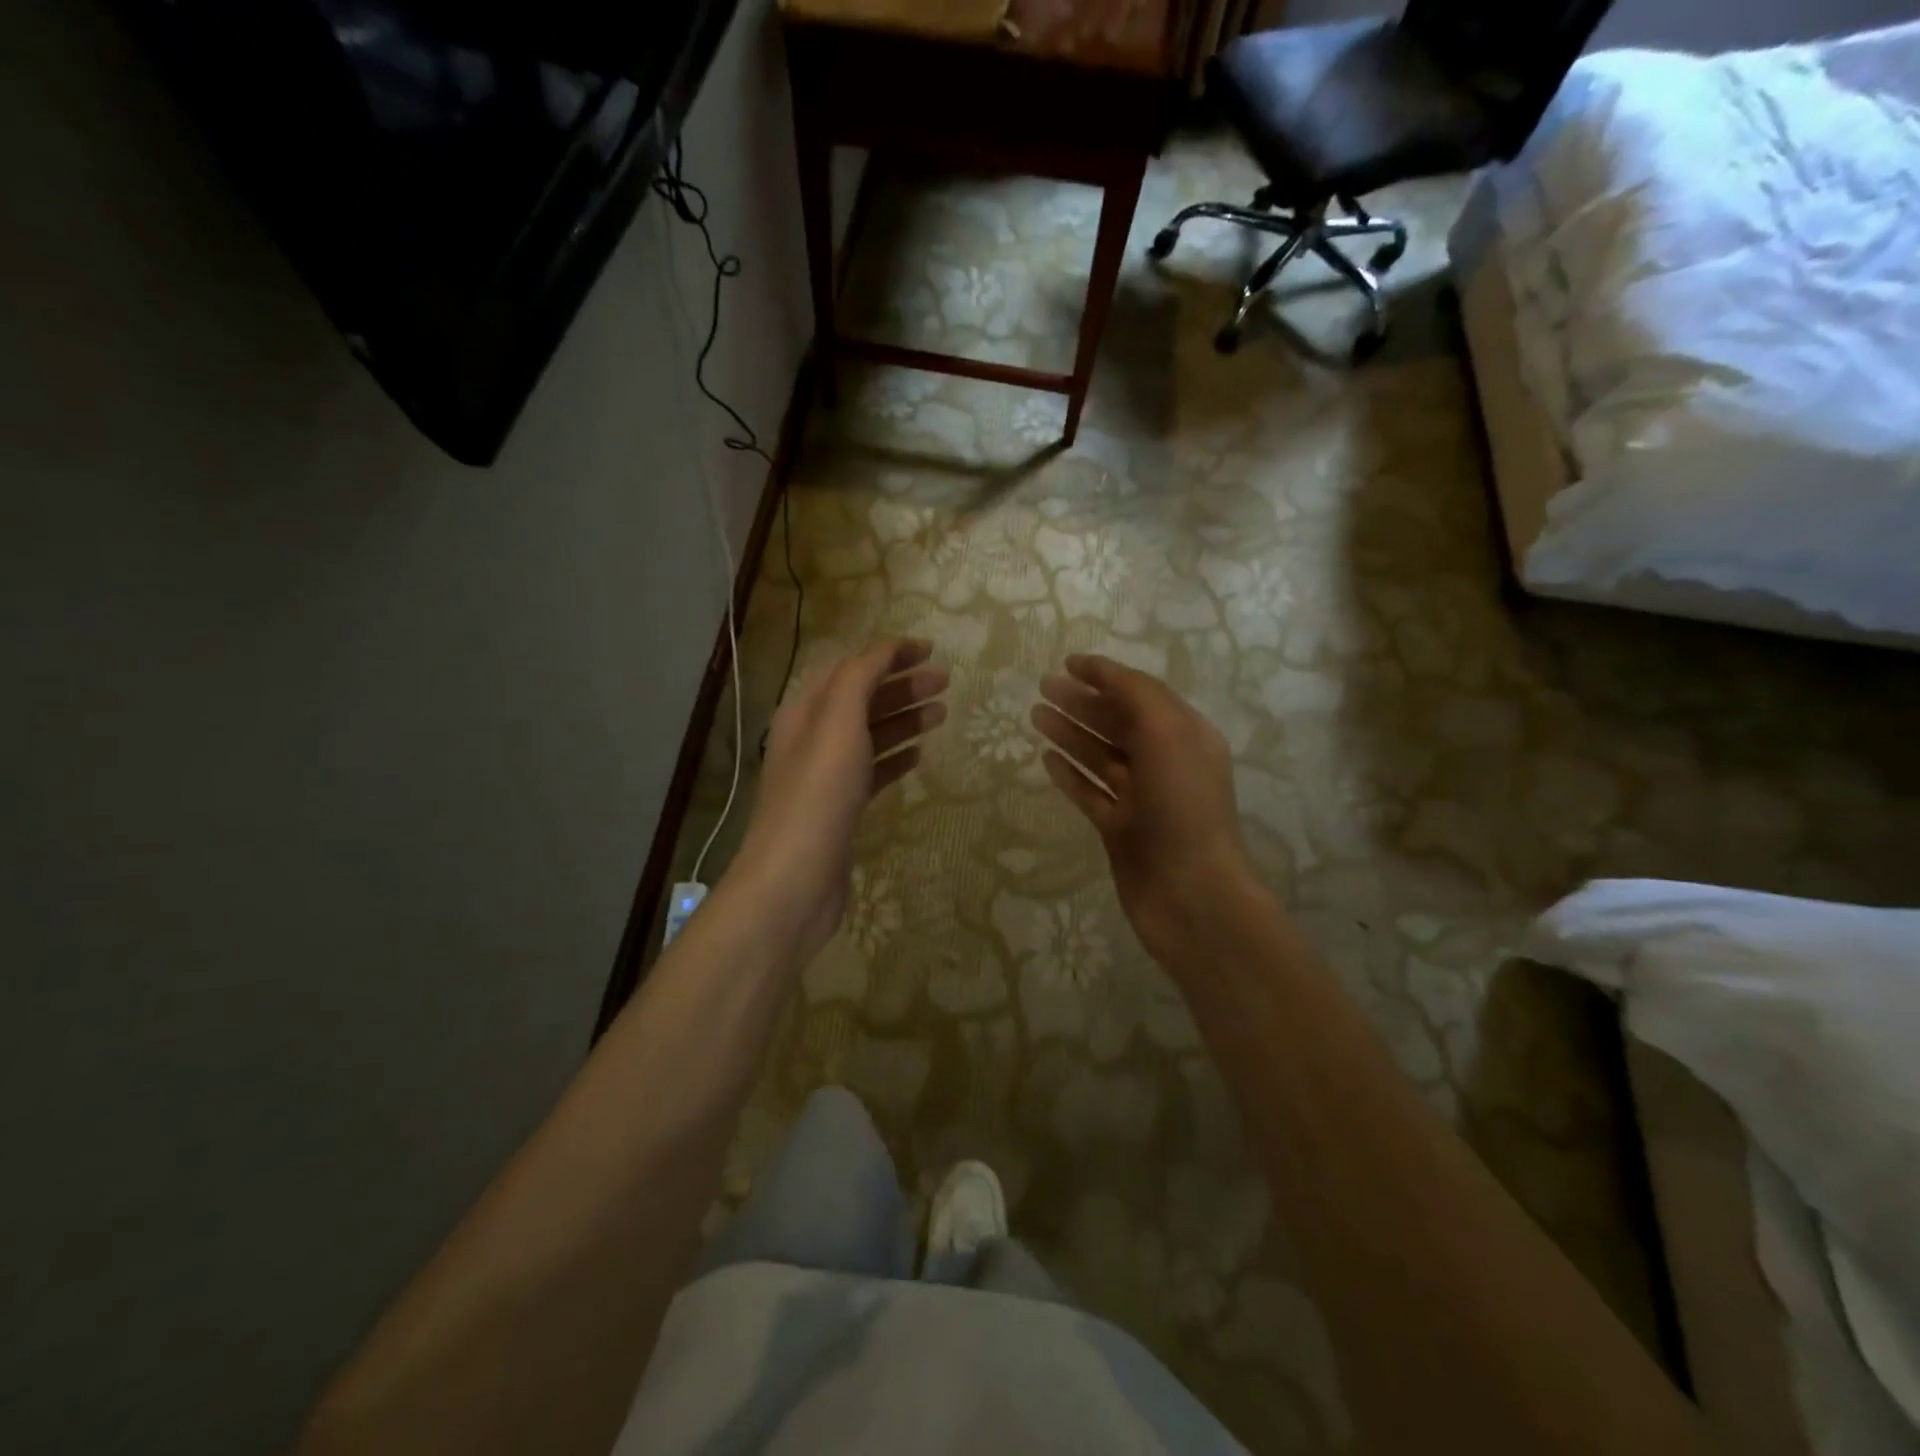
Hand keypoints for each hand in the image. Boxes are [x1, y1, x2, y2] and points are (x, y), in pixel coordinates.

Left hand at [734, 639, 948, 964]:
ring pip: (870, 735)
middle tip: (945, 681)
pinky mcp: (841, 809)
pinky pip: (873, 771)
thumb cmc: (818, 795)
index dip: (887, 655)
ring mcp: (827, 776)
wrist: (795, 879)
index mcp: (806, 712)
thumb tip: (885, 650)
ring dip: (904, 719)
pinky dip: (896, 757)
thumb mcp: (838, 723)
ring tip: (942, 712)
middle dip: (902, 685)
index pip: (849, 668)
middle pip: (862, 699)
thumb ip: (860, 679)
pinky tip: (919, 755)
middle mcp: (813, 738)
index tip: (929, 650)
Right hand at [1032, 655, 1254, 963]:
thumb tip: (1103, 672)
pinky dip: (1070, 774)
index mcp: (1185, 736)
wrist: (1190, 895)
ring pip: (1100, 756)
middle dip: (1082, 702)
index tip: (1067, 663)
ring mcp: (1141, 799)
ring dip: (1070, 733)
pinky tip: (1046, 759)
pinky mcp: (1120, 829)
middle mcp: (1165, 763)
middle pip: (1118, 723)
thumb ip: (1136, 695)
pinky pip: (1090, 792)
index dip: (1106, 676)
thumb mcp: (1167, 734)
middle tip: (1042, 687)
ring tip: (1036, 715)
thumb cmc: (1182, 807)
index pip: (1142, 694)